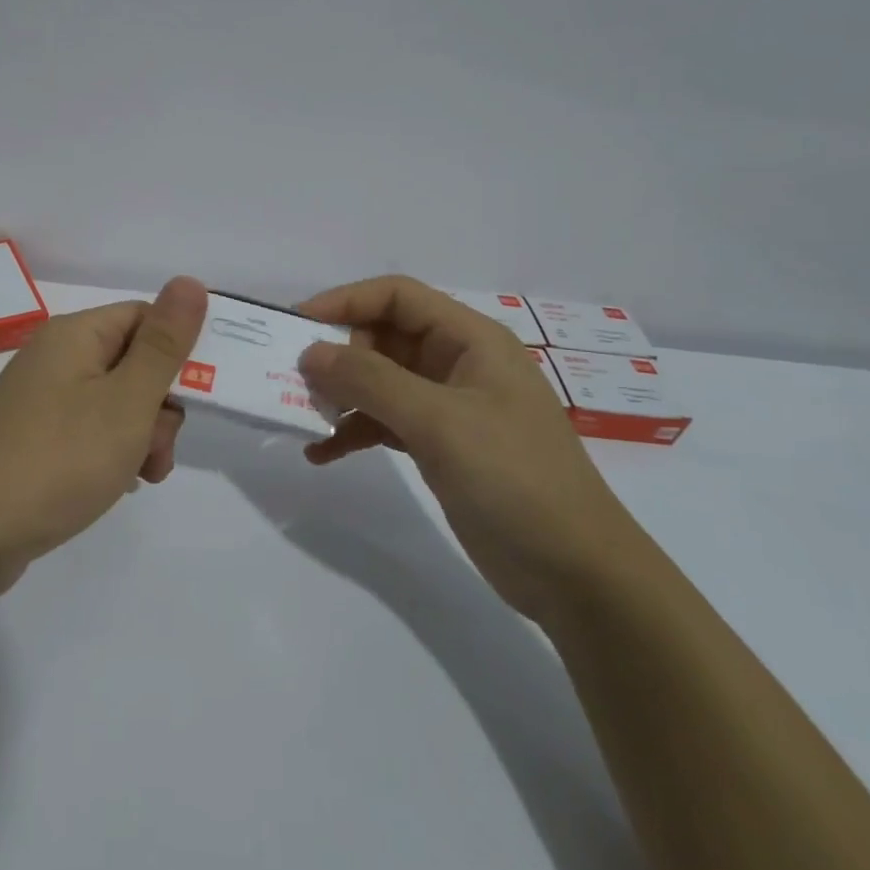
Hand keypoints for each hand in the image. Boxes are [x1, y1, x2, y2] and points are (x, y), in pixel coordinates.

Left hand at [0, 277, 207, 591]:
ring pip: (114, 401)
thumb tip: (189, 281)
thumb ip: (164, 344)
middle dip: (159, 407)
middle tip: (158, 452)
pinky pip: (87, 428)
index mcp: (75, 334)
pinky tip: (115, 484)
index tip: (197, 398)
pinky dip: (110, 451)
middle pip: (131, 362)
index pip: (145, 318)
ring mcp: (38, 397)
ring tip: (141, 477)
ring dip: (139, 435)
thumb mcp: (127, 402)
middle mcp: (54, 356)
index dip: (177, 353)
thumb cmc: (60, 461)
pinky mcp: (31, 435)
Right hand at [297, 276, 640, 619]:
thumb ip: (370, 381)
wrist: (575, 572)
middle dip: (338, 354)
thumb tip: (310, 352)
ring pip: (381, 382)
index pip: (397, 297)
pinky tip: (321, 453)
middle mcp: (458, 363)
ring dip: (342, 395)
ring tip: (303, 415)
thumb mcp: (438, 422)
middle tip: (294, 380)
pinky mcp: (441, 446)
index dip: (345, 301)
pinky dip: (354, 432)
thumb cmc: (513, 478)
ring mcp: (450, 407)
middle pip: (384, 337)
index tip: (296, 324)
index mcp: (471, 340)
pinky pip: (386, 423)